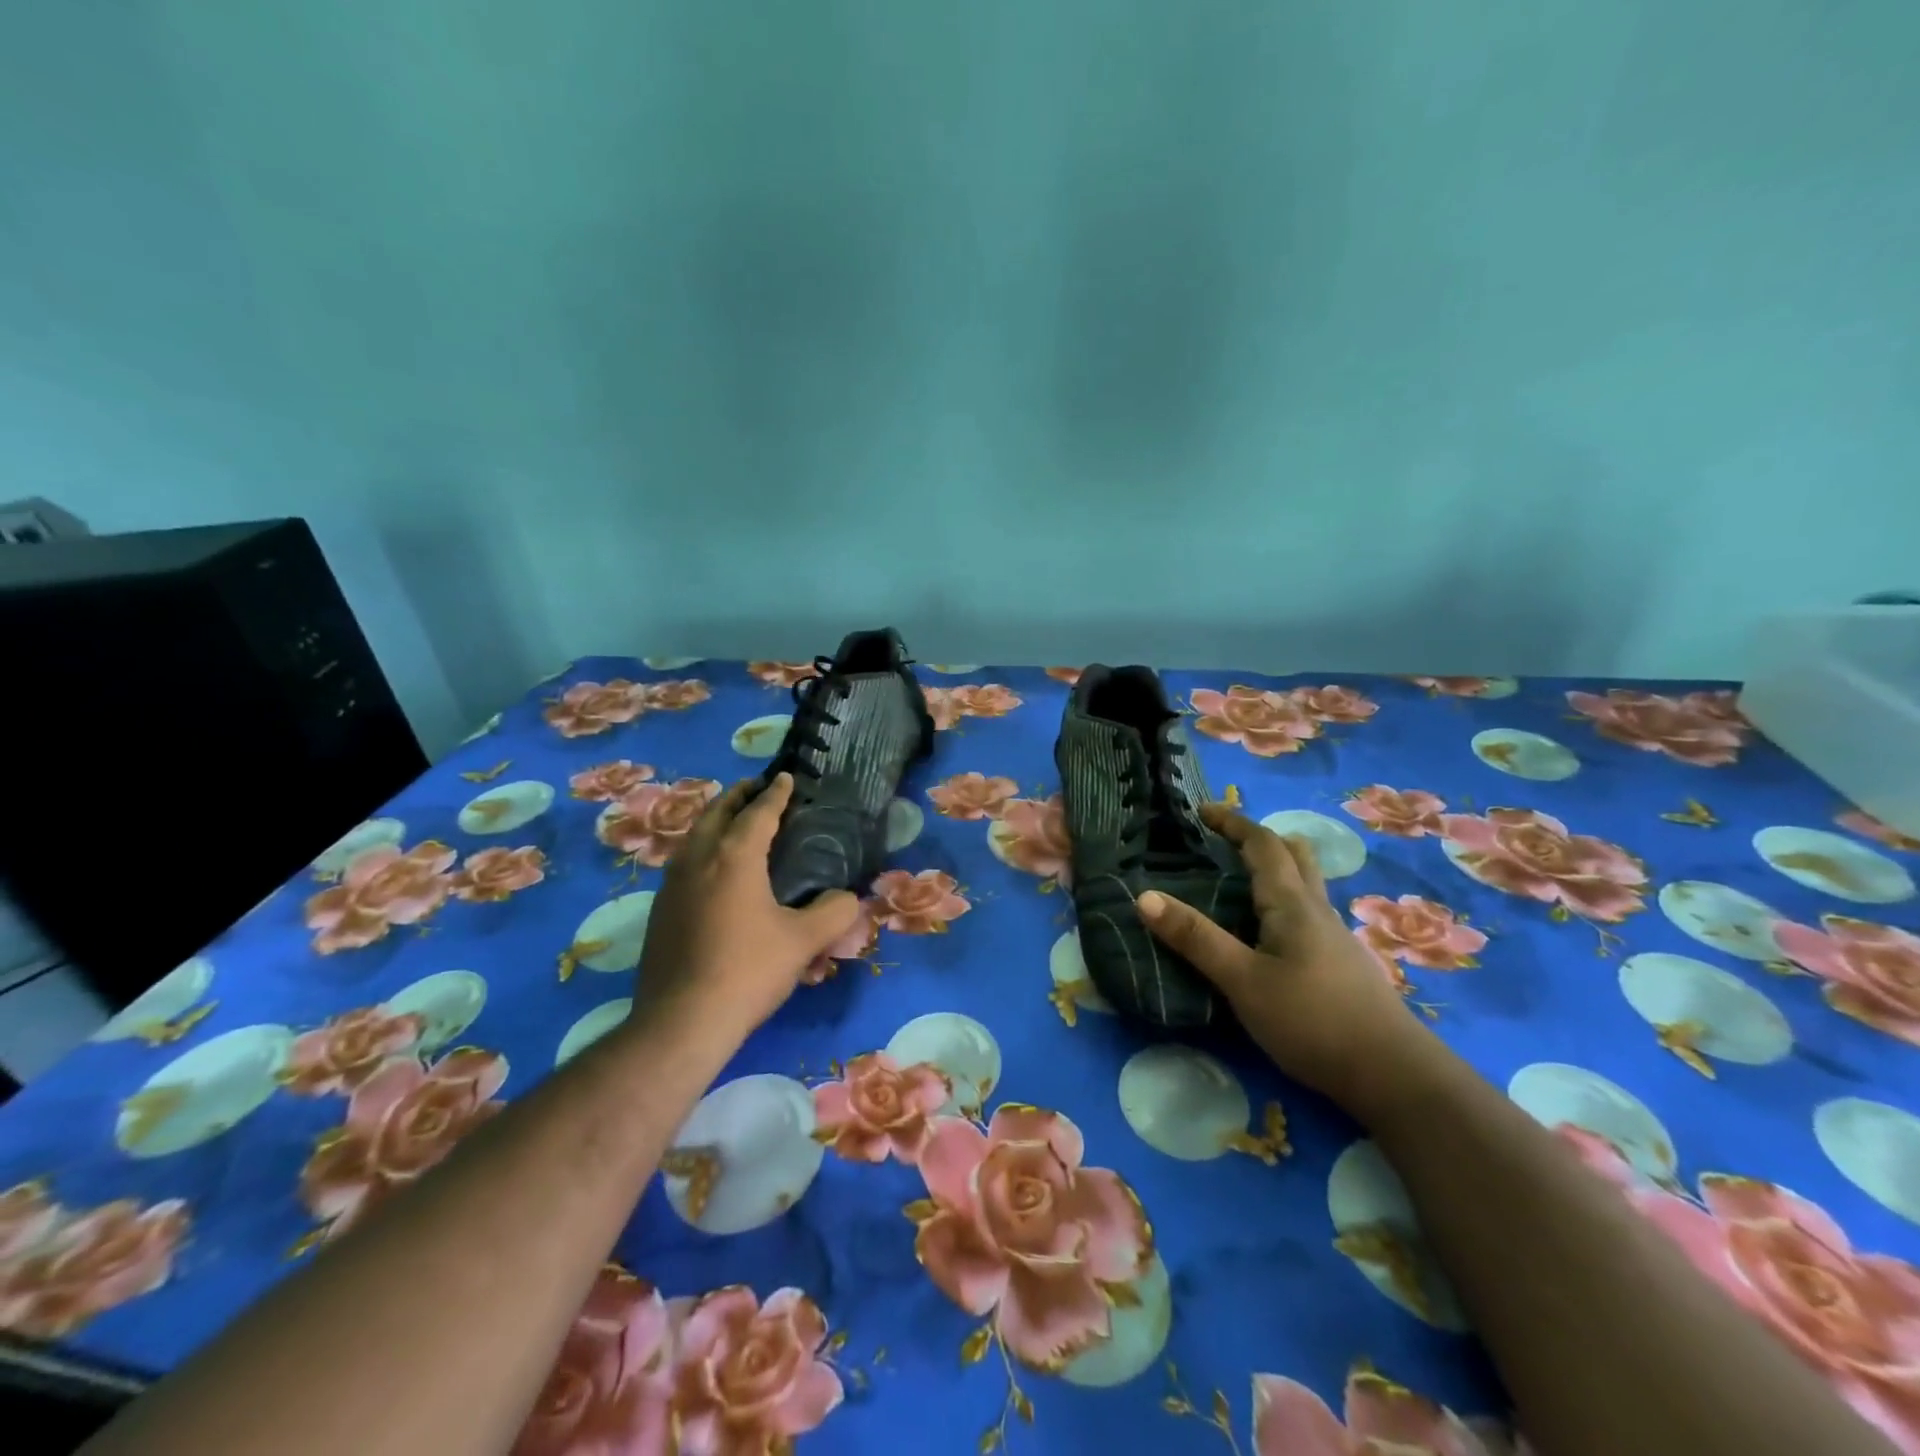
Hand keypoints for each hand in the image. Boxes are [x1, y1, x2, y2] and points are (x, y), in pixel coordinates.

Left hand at [633, 773, 862, 1048]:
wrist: (681, 1022)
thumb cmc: (747, 970)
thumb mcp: (804, 941)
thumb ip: (833, 912)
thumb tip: (847, 898)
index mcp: (734, 856)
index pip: (758, 812)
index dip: (775, 793)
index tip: (786, 777)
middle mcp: (698, 859)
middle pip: (716, 813)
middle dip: (738, 796)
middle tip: (757, 789)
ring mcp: (672, 885)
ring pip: (694, 836)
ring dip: (715, 821)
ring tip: (734, 822)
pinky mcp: (659, 911)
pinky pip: (684, 863)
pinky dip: (702, 849)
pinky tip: (713, 872)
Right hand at [1138, 804, 1438, 1120]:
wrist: (1395, 1076)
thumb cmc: (1312, 1020)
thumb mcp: (1242, 981)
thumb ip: (1196, 939)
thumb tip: (1144, 896)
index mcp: (1291, 903)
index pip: (1262, 844)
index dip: (1233, 823)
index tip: (1202, 811)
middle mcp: (1317, 910)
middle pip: (1294, 855)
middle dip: (1259, 839)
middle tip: (1225, 840)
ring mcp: (1336, 938)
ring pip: (1307, 884)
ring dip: (1278, 867)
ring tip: (1244, 879)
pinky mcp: (1343, 965)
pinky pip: (1311, 913)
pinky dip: (1286, 901)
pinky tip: (1272, 933)